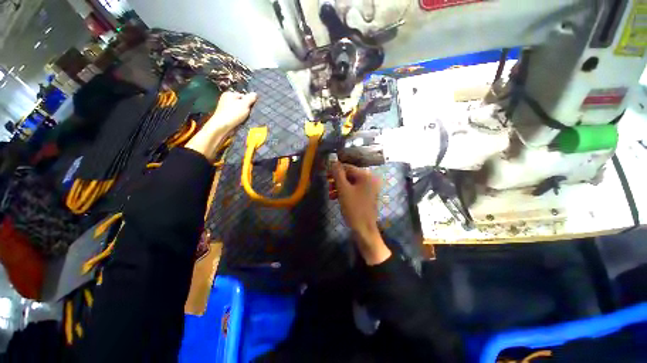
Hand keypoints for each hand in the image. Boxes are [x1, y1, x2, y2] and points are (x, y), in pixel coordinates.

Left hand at [208, 91, 257, 133]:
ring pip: (239, 110)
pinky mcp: (226, 116)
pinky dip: (239, 119)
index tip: (251, 108)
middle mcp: (226, 99)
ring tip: (245, 119)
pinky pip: (236, 116)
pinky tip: (241, 122)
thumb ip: (250, 98)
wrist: (222, 126)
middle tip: (249, 114)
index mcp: (229, 94)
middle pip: (241, 103)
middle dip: (246, 108)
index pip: (243, 95)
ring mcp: (225, 108)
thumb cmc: (233, 113)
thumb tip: (255, 93)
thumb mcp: (244, 104)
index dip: (249, 102)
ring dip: (243, 115)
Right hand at [331, 162, 390, 264]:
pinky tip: (336, 197)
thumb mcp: (343, 189)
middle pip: (349, 175)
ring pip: (350, 183)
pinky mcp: (367, 196)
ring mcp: (369, 188)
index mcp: (366, 176)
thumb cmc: (354, 208)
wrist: (364, 229)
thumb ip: (337, 174)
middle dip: (337, 180)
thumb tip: (333, 161)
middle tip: (328, 186)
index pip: (348, 167)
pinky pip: (354, 190)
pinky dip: (345, 192)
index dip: (335, 170)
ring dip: (339, 187)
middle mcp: (369, 179)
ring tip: (331, 194)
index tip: (325, 175)